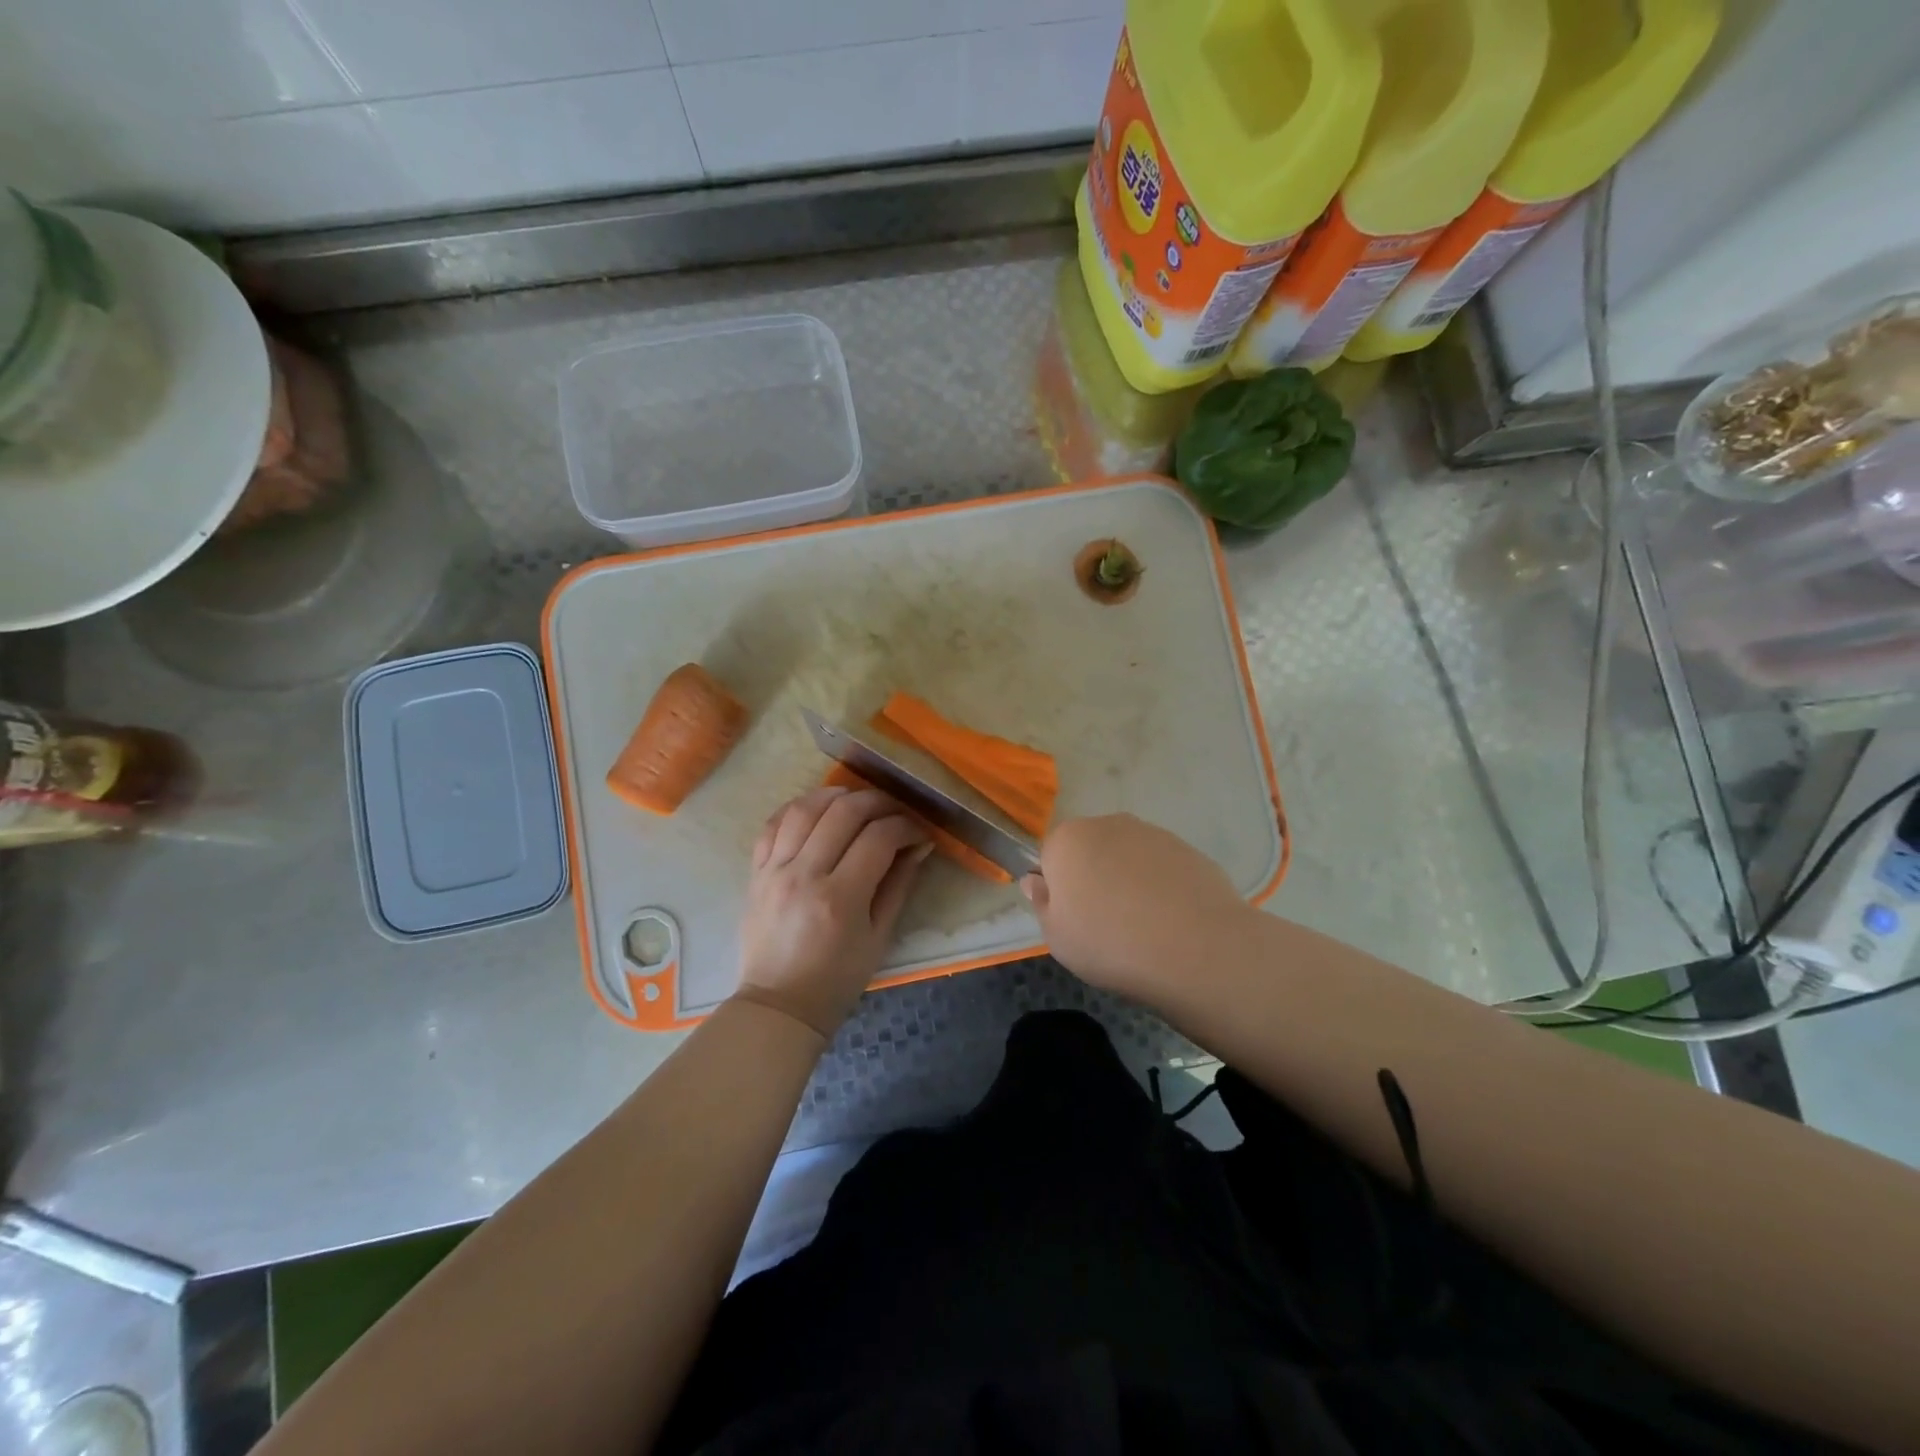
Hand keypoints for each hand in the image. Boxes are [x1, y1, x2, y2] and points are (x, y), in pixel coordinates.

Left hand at [733, 786, 931, 1038]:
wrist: (779, 1005)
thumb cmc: (837, 980)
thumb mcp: (879, 938)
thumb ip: (898, 886)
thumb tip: (918, 846)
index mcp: (840, 898)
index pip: (879, 838)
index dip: (905, 826)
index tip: (918, 832)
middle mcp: (804, 875)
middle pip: (844, 812)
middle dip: (877, 802)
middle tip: (894, 811)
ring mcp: (774, 870)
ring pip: (805, 808)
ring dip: (836, 795)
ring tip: (856, 801)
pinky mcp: (756, 872)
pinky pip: (773, 824)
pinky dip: (798, 808)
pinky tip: (817, 810)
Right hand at [1022, 814, 1248, 1004]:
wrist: (1196, 948)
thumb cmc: (1110, 943)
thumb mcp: (1057, 937)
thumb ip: (1042, 903)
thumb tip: (1035, 880)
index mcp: (1067, 840)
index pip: (1050, 856)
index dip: (1059, 888)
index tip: (1072, 918)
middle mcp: (1107, 824)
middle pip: (1090, 850)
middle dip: (1093, 877)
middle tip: (1105, 923)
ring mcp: (1151, 833)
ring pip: (1127, 856)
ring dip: (1128, 880)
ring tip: (1143, 926)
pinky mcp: (1187, 848)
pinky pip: (1161, 867)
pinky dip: (1161, 886)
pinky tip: (1171, 921)